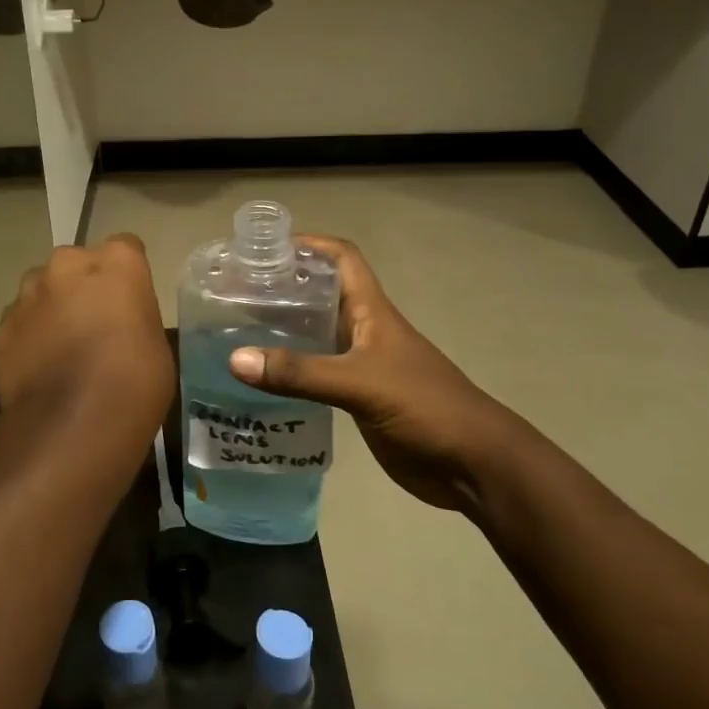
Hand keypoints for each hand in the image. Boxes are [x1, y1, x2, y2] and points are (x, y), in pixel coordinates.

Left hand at [0, 236, 173, 459]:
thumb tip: (120, 323)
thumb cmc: (134, 382)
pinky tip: (41, 367)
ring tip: (63, 347)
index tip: (131, 302)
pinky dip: (30, 335)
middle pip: (78, 264)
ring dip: (53, 307)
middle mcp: (68, 264)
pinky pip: (21, 321)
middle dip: (84, 285)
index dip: (128, 276)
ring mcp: (29, 293)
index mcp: (116, 261)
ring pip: (43, 289)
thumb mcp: (156, 344)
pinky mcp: (2, 326)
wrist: (72, 425)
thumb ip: (135, 317)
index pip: (127, 247)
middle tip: (96, 324)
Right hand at [227, 236, 515, 512]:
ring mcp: (362, 366)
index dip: (310, 245)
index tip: (266, 248)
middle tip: (235, 294)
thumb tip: (235, 358)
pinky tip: (261, 381)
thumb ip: (301, 373)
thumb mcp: (361, 383)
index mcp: (372, 311)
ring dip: (283, 331)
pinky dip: (291, 373)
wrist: (472, 463)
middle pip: (322, 296)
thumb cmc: (426, 407)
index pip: (342, 259)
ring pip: (316, 336)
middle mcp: (364, 331)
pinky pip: (317, 375)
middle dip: (284, 289)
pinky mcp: (359, 398)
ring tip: (236, 333)